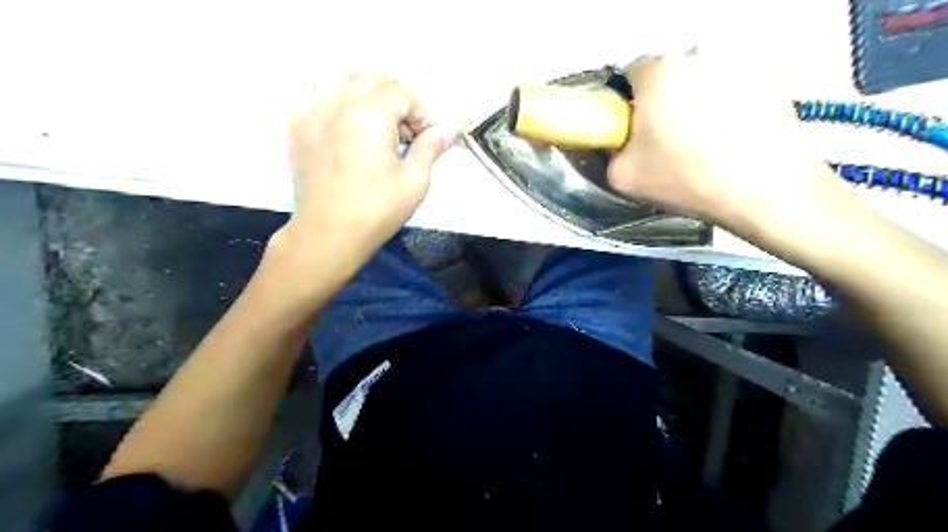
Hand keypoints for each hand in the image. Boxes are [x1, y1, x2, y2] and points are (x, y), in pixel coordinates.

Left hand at [278, 72, 449, 265]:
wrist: (329, 233)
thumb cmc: (376, 211)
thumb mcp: (414, 182)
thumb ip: (430, 148)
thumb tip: (446, 130)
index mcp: (370, 115)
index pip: (403, 94)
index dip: (422, 113)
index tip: (427, 137)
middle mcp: (339, 103)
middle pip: (373, 79)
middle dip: (396, 99)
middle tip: (405, 131)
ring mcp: (312, 112)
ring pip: (342, 79)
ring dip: (365, 93)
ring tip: (375, 123)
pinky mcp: (296, 125)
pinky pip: (311, 92)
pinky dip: (330, 96)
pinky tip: (341, 117)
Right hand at [608, 52, 851, 237]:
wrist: (764, 190)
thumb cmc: (687, 179)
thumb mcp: (622, 176)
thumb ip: (607, 152)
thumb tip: (615, 143)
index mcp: (659, 72)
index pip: (628, 75)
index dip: (626, 105)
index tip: (632, 131)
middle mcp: (698, 55)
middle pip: (666, 76)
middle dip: (660, 103)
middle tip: (665, 143)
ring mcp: (737, 64)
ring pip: (699, 82)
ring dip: (693, 104)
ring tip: (700, 145)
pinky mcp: (768, 79)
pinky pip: (729, 90)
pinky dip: (723, 108)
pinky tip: (727, 141)